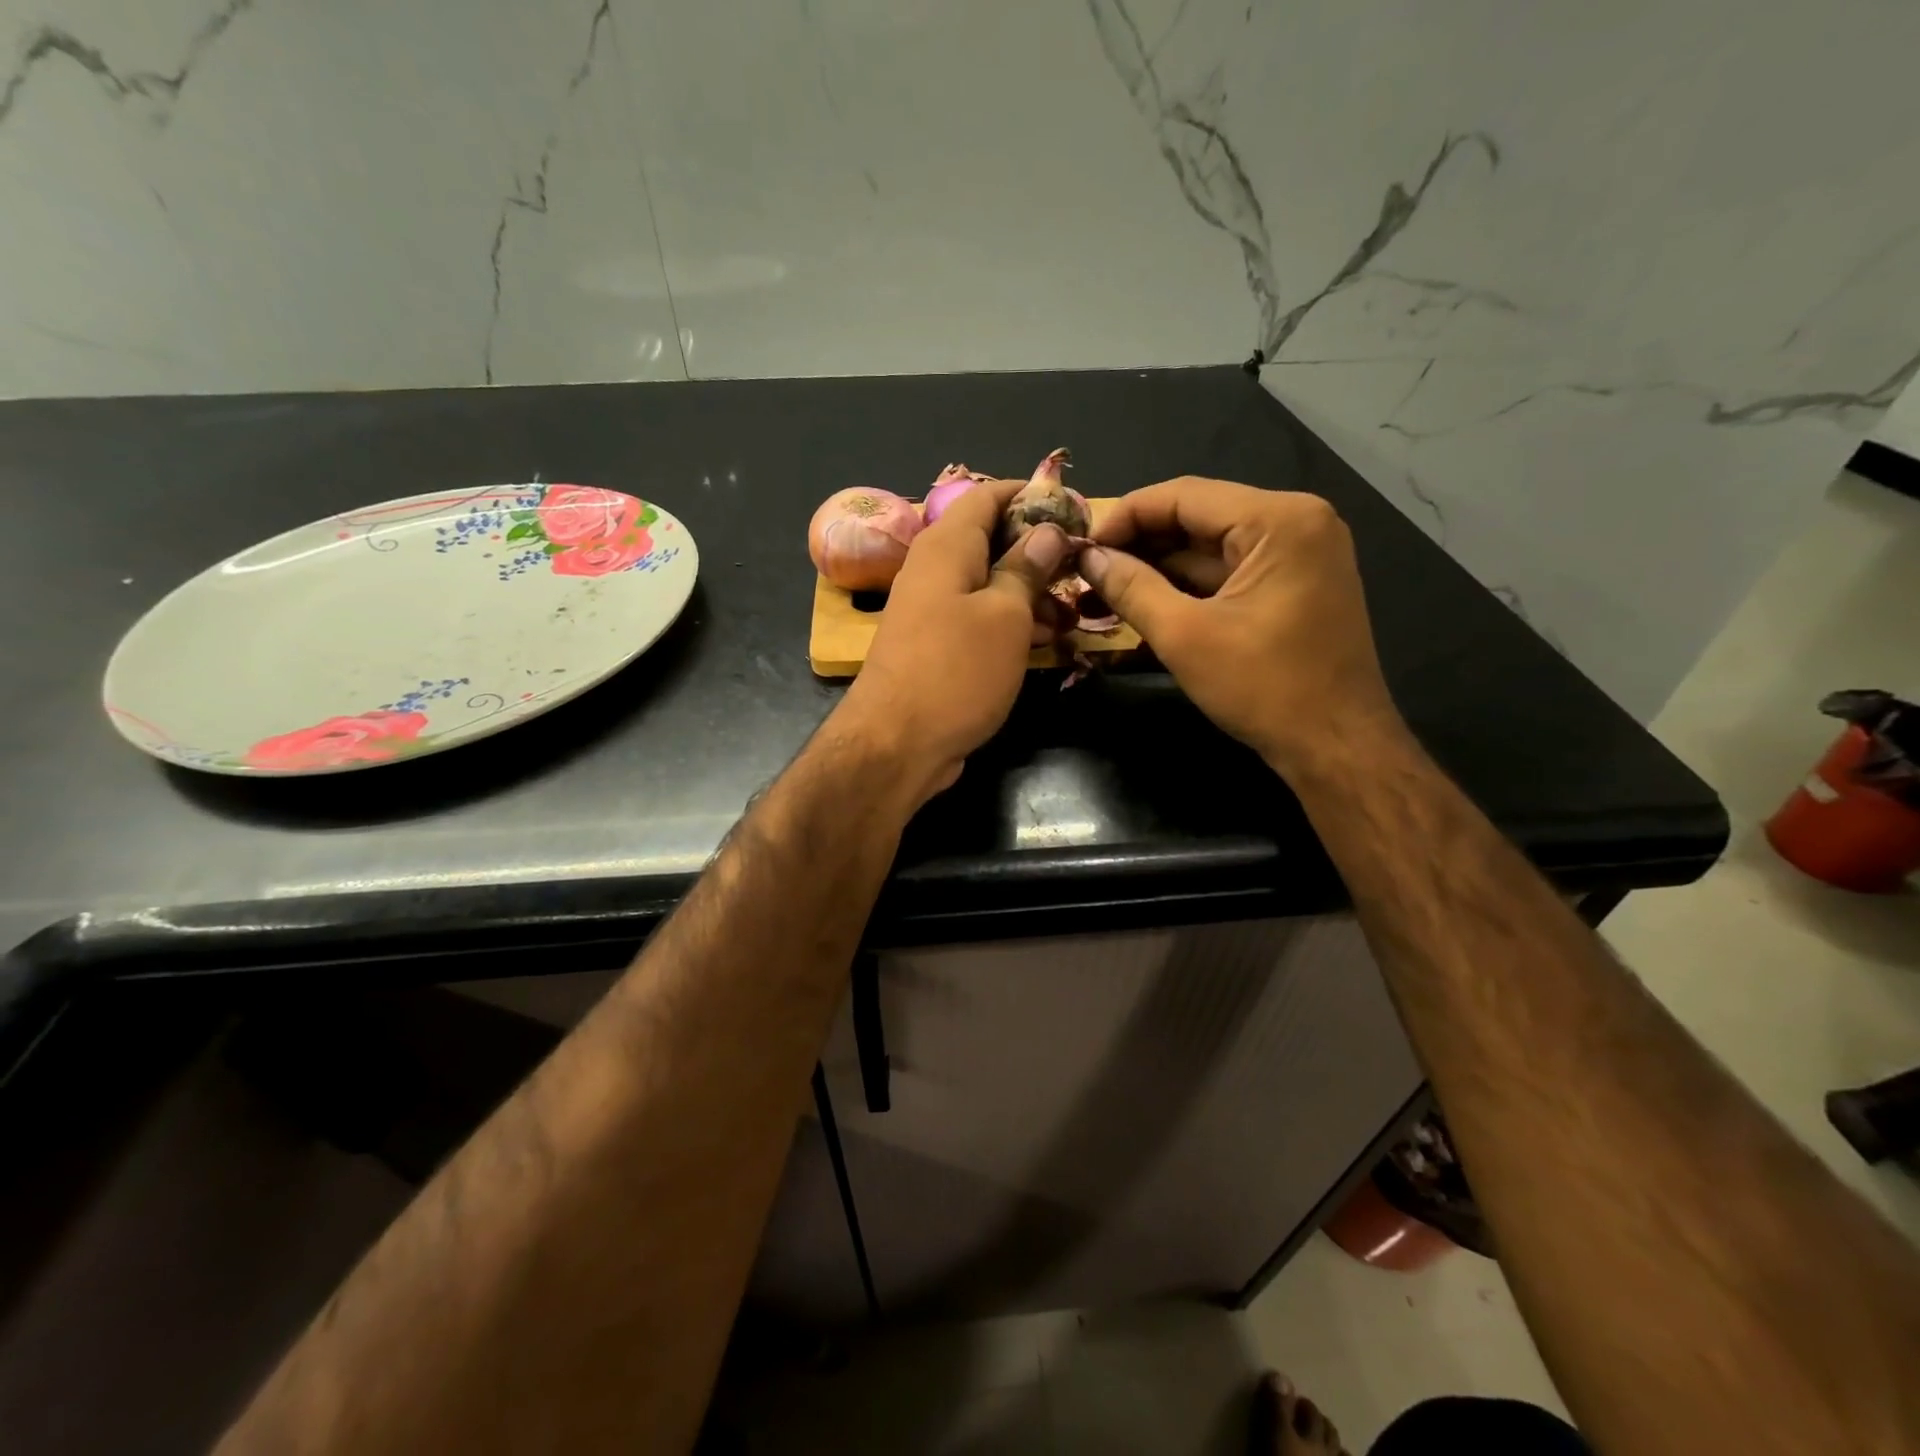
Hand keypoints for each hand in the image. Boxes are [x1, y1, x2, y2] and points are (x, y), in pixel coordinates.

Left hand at [835, 475, 1073, 805]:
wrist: (895, 744)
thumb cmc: (956, 671)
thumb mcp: (1004, 615)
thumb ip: (1026, 568)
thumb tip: (1046, 531)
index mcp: (947, 545)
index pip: (988, 494)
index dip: (1031, 496)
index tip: (1074, 513)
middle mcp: (934, 569)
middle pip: (990, 540)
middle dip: (1038, 551)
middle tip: (1081, 570)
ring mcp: (932, 609)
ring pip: (988, 584)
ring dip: (1030, 594)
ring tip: (1071, 615)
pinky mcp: (935, 646)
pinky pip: (978, 618)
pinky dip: (1010, 624)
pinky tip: (1043, 642)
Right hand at [1081, 476, 1404, 779]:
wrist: (1336, 746)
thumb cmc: (1264, 688)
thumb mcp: (1185, 636)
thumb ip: (1131, 588)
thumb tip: (1088, 558)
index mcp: (1279, 520)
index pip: (1184, 496)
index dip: (1125, 516)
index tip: (1081, 546)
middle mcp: (1296, 521)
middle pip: (1199, 516)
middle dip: (1140, 543)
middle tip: (1088, 569)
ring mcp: (1300, 552)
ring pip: (1211, 545)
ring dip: (1159, 565)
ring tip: (1104, 587)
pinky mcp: (1295, 583)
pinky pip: (1230, 570)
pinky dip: (1188, 584)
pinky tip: (1144, 598)